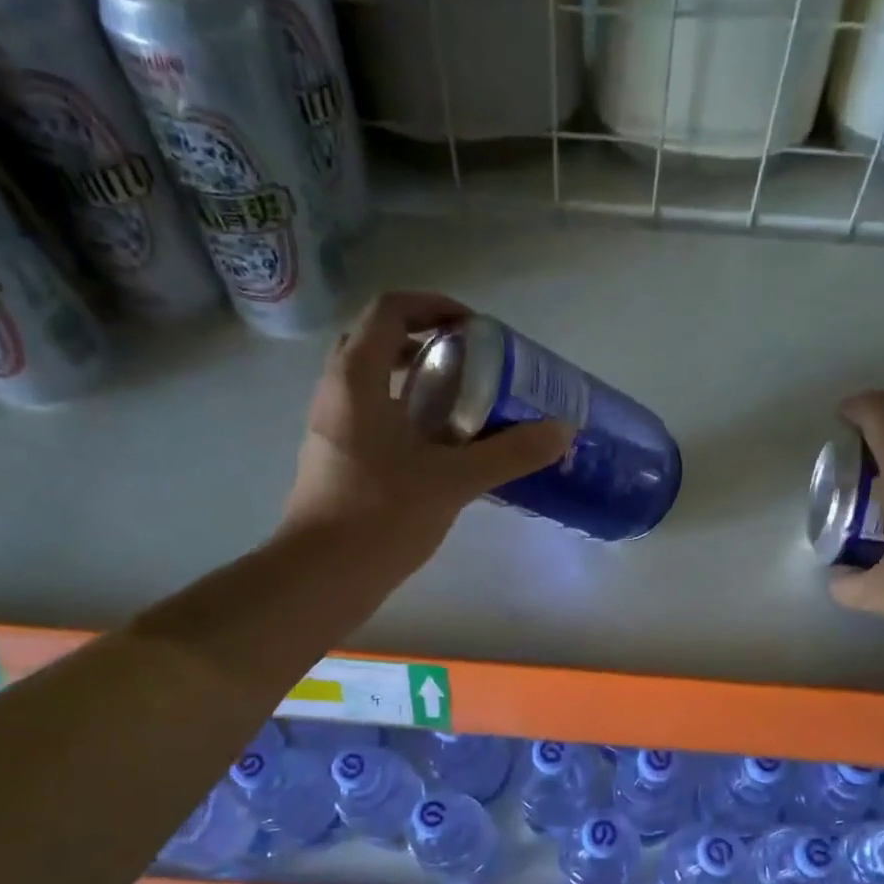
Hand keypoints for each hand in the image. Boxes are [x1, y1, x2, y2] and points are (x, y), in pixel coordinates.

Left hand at [282, 291, 571, 570]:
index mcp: (357, 379)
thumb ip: (509, 453)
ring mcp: (332, 428)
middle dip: (425, 340)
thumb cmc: (381, 516)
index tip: (475, 329)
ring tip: (463, 404)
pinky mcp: (336, 459)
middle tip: (470, 362)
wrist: (322, 577)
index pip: (389, 310)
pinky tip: (442, 448)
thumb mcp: (453, 481)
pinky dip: (406, 414)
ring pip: (373, 381)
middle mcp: (337, 393)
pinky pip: (372, 416)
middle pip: (377, 340)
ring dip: (416, 380)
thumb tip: (561, 431)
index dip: (434, 305)